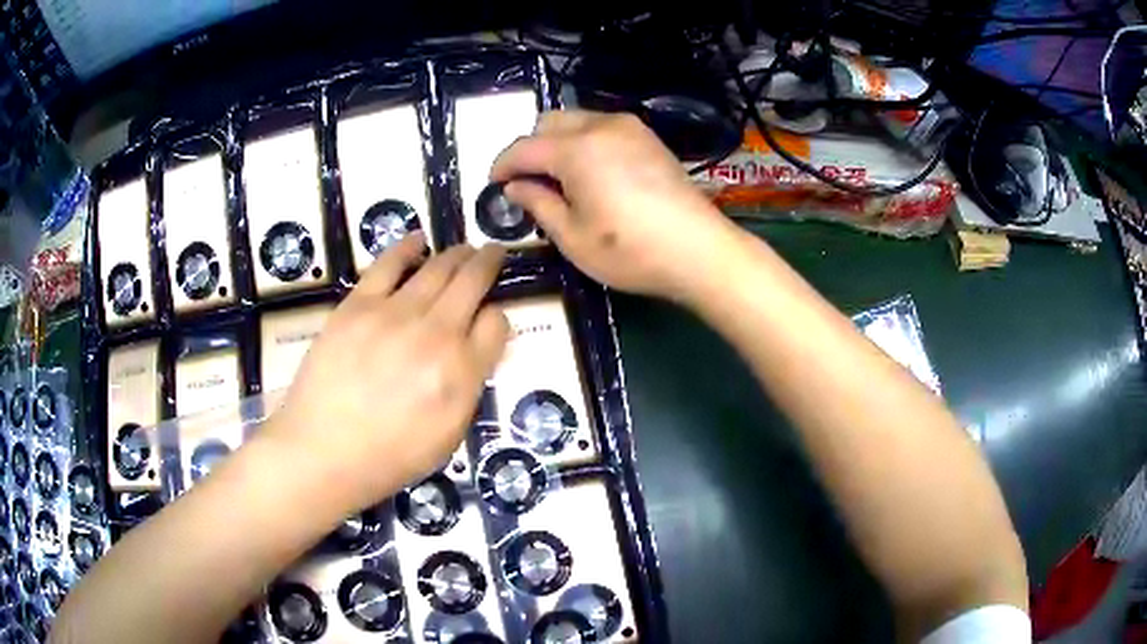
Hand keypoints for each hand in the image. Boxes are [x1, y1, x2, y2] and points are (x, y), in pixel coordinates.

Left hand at [265, 233, 508, 512]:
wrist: (324, 451)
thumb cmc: (389, 457)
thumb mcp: (448, 436)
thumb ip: (469, 388)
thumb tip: (476, 350)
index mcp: (461, 372)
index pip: (497, 323)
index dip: (497, 316)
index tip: (488, 318)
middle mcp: (435, 334)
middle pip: (472, 282)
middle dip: (488, 263)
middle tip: (493, 253)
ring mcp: (394, 314)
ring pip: (437, 268)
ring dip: (457, 254)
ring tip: (464, 248)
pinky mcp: (358, 305)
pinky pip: (389, 264)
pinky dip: (407, 247)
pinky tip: (418, 240)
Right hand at [491, 110, 739, 301]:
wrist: (700, 251)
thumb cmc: (630, 250)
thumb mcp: (571, 236)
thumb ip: (537, 203)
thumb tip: (515, 187)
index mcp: (576, 148)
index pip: (523, 147)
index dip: (502, 166)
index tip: (493, 186)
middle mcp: (601, 125)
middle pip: (549, 123)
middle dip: (531, 149)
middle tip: (529, 185)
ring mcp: (630, 128)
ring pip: (577, 121)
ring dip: (558, 144)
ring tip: (561, 181)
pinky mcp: (649, 138)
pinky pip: (603, 129)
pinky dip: (585, 144)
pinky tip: (592, 175)